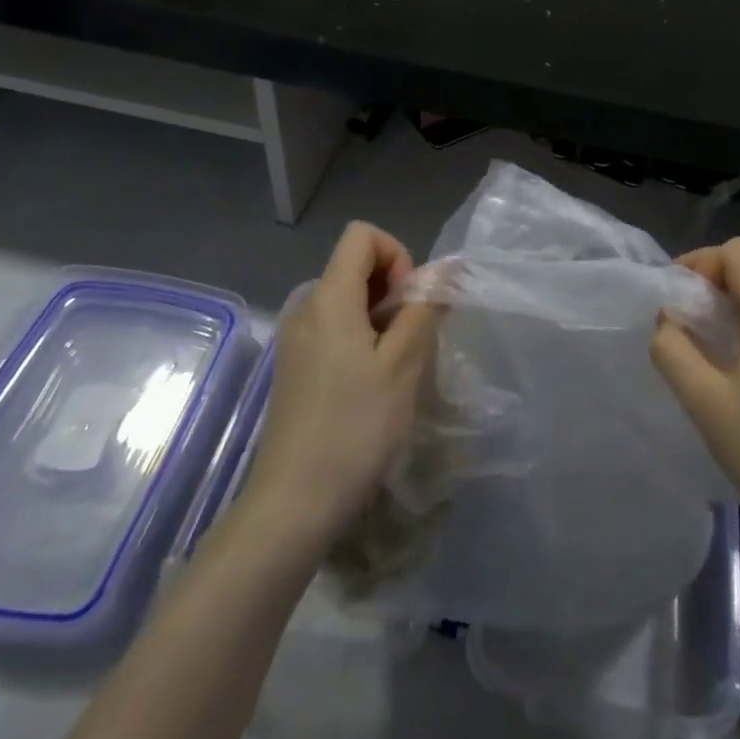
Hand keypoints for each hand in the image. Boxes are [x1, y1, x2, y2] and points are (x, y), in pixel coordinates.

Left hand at [239, 222, 442, 549]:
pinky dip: (360, 340)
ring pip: (347, 301)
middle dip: (393, 290)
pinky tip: (371, 386)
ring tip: (396, 368)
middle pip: (354, 266)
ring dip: (380, 319)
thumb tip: (447, 268)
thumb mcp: (403, 365)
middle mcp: (305, 308)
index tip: (410, 302)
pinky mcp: (294, 368)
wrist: (292, 504)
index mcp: (329, 298)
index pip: (362, 235)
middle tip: (411, 341)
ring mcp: (295, 340)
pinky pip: (333, 329)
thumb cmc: (355, 428)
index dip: (397, 254)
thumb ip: (425, 308)